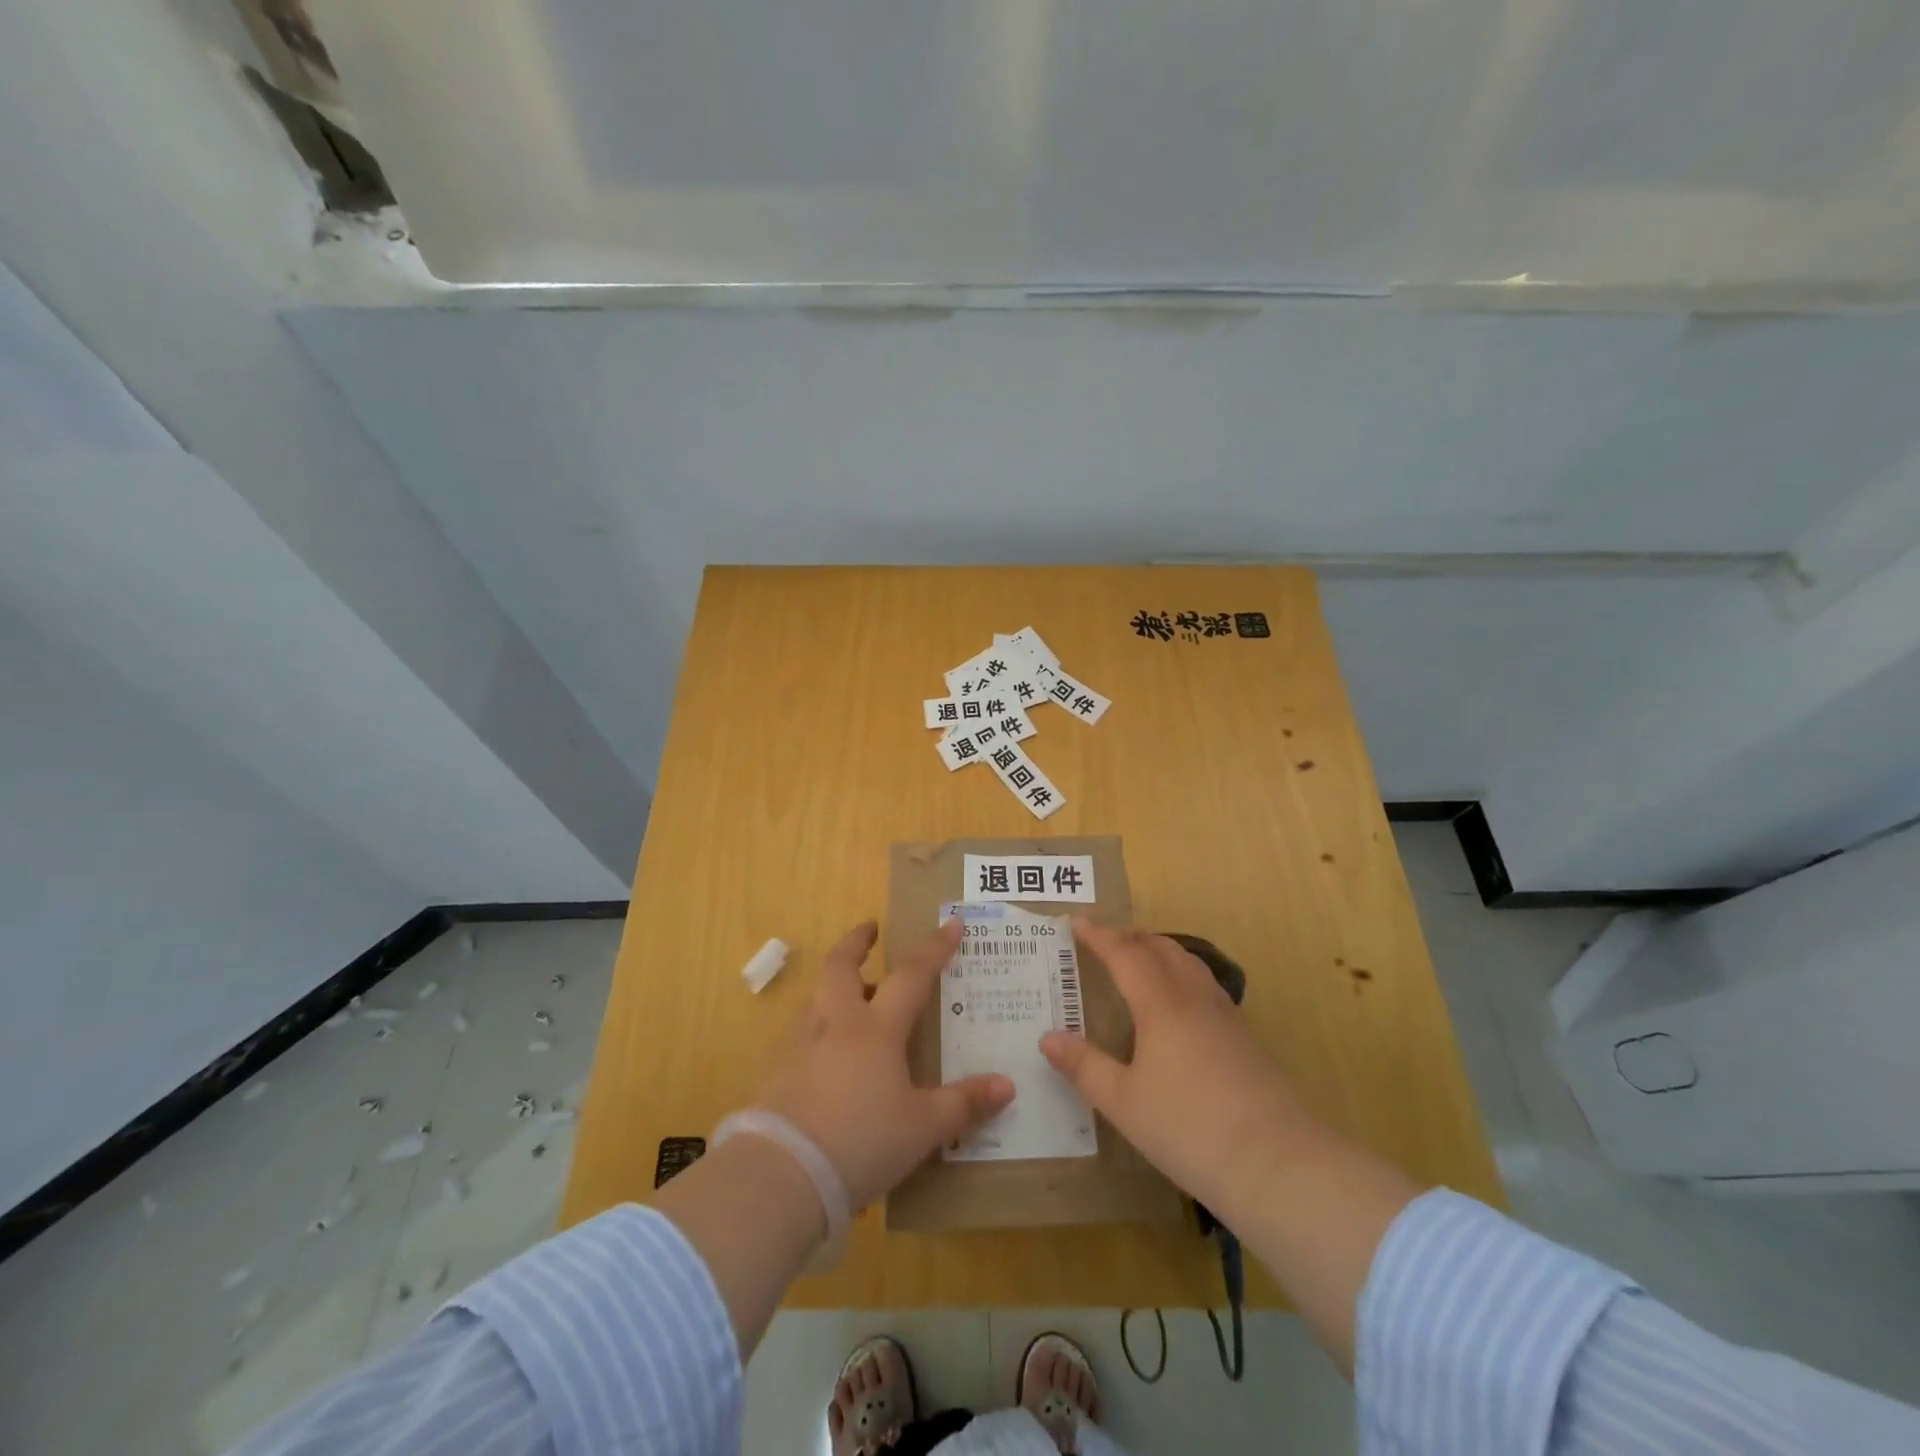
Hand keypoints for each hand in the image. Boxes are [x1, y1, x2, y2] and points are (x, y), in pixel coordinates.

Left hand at [755, 919, 1015, 1210]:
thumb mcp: (922, 1128)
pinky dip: (820, 1026)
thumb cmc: (861, 1141)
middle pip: (841, 966)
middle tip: (871, 930)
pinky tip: (829, 1052)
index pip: (911, 975)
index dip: (934, 948)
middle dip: (857, 942)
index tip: (951, 924)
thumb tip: (1007, 1086)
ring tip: (856, 995)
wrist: (781, 1175)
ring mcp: (801, 1044)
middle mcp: (836, 1023)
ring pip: (819, 997)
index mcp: (876, 1029)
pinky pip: (803, 1032)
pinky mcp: (777, 1071)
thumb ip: (964, 1104)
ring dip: (837, 985)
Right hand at [1041, 919, 1309, 1219]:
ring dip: (1159, 950)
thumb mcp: (1124, 1103)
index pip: (1125, 954)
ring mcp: (1226, 1016)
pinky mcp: (1245, 1038)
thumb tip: (1048, 1038)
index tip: (1076, 922)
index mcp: (1161, 1005)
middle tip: (1103, 939)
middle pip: (1160, 948)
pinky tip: (1179, 1002)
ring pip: (1189, 963)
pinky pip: (1205, 985)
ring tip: (1140, 959)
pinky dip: (1181, 973)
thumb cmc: (1188, 1128)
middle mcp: (1194, 998)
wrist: (1277, 1163)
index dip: (1099, 935)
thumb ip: (1084, 1066)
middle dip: (1129, 936)